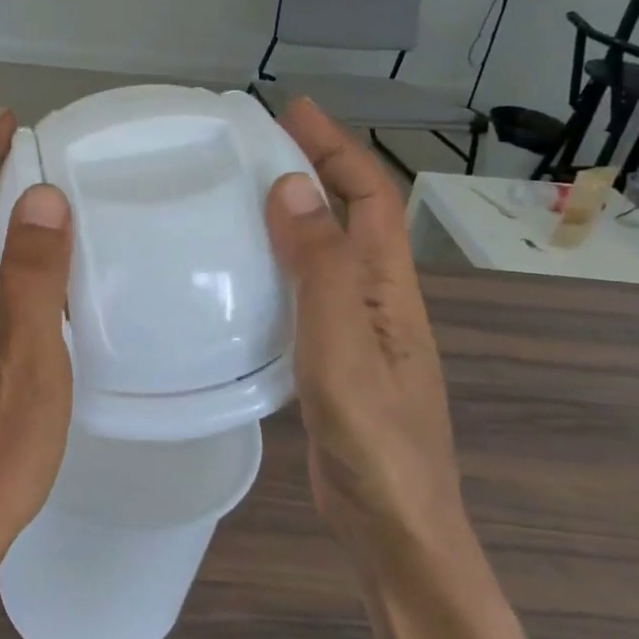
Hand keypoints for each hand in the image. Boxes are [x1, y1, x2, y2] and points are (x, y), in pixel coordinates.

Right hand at [262, 99, 468, 561]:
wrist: (394, 528)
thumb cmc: (373, 438)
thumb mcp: (343, 346)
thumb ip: (321, 268)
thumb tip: (293, 188)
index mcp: (389, 288)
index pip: (370, 197)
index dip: (336, 148)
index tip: (292, 111)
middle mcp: (379, 300)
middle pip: (354, 217)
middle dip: (317, 169)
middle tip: (259, 143)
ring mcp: (359, 332)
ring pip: (329, 253)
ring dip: (298, 213)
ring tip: (244, 193)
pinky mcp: (335, 359)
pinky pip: (308, 290)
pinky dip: (282, 262)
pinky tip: (247, 272)